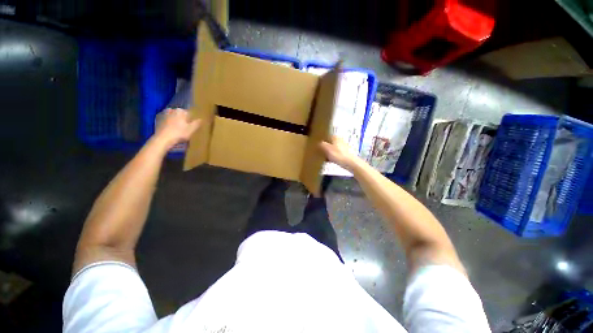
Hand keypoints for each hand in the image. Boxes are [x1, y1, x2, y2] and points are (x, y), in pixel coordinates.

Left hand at [155, 108, 200, 149]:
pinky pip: (166, 120)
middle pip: (180, 115)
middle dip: (183, 120)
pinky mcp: (157, 119)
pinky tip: (170, 130)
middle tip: (185, 128)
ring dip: (175, 121)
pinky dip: (169, 123)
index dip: (191, 120)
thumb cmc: (179, 133)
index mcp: (181, 111)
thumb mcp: (192, 129)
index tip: (191, 126)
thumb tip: (201, 119)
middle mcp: (171, 110)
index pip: (189, 114)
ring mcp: (163, 114)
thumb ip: (197, 123)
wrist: (163, 139)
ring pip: (173, 117)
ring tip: (177, 129)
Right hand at [319, 136, 360, 170]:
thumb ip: (321, 145)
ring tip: (322, 157)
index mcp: (335, 137)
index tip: (315, 145)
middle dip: (323, 147)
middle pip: (329, 143)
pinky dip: (331, 157)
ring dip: (327, 153)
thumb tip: (318, 143)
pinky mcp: (344, 154)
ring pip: (332, 149)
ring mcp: (342, 147)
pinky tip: (328, 161)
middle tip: (317, 152)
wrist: (351, 163)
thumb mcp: (327, 149)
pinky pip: (335, 154)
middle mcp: (339, 140)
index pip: (325, 136)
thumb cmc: (338, 155)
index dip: (320, 140)